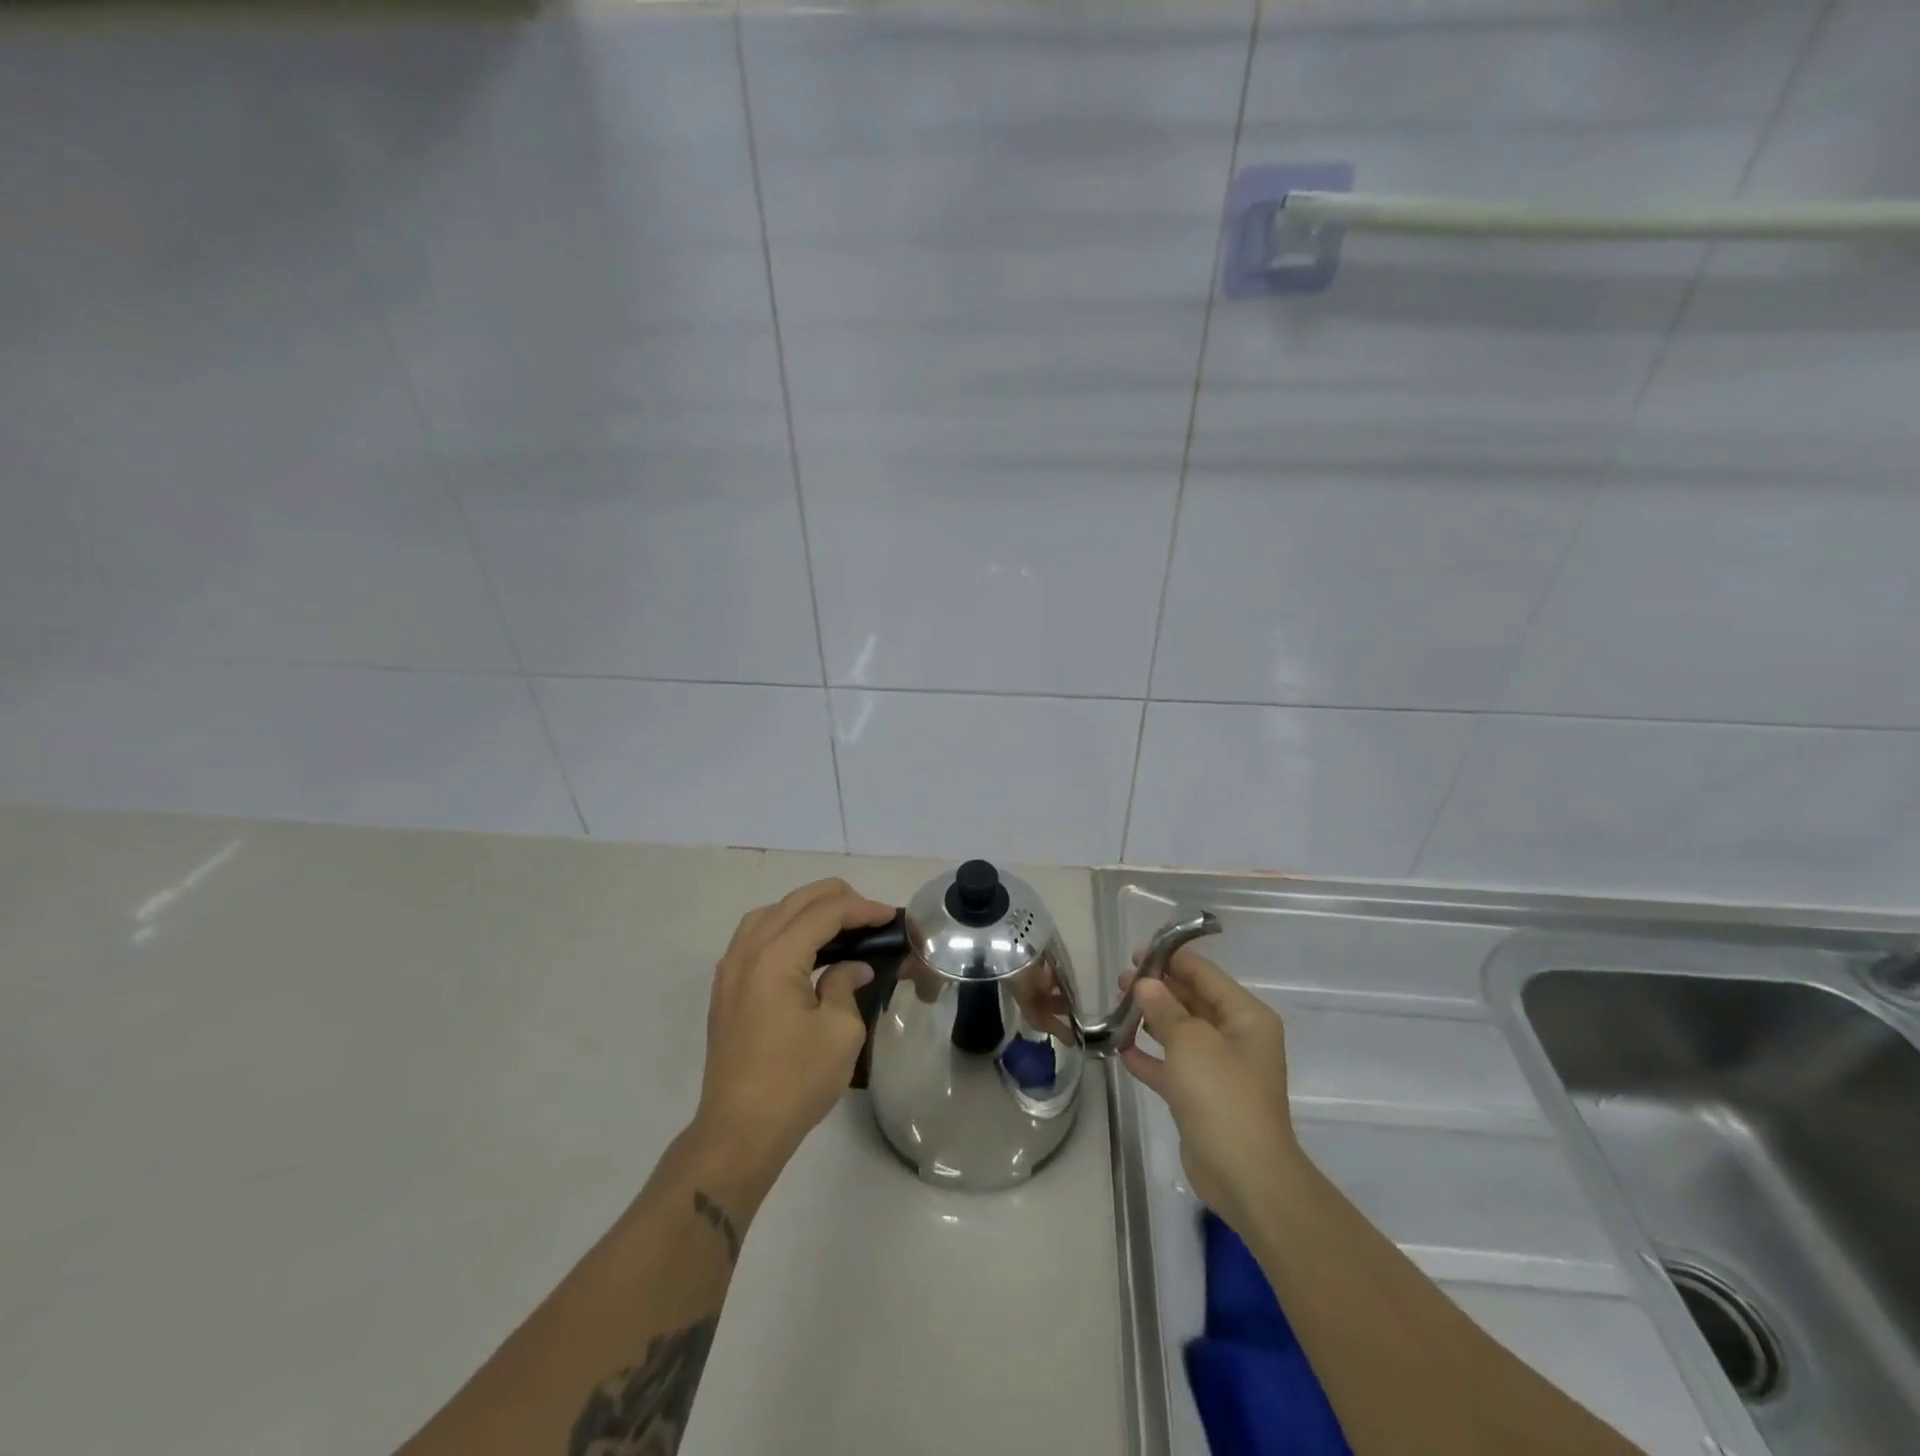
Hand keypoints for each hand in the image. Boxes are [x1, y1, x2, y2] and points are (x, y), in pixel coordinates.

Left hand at [695, 878, 895, 1170]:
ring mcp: (730, 969)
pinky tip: (803, 946)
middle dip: (836, 899)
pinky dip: (782, 927)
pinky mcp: (725, 988)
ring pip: (769, 914)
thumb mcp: (840, 1031)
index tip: (890, 917)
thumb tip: (853, 967)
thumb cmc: (796, 1081)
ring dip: (805, 910)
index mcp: (776, 958)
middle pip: (794, 903)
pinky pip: (753, 936)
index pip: (824, 913)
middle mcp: (748, 952)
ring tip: (838, 923)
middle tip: (870, 915)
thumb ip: (846, 985)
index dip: (862, 909)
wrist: (739, 1131)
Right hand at [1119, 949, 1302, 1231]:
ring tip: (1117, 1007)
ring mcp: (1220, 1070)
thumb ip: (1165, 1007)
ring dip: (1150, 1020)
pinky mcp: (1202, 1098)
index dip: (1172, 959)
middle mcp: (1236, 1038)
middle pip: (1192, 1001)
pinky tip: (1122, 1048)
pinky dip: (1150, 1057)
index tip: (1136, 953)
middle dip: (1158, 989)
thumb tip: (1145, 984)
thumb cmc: (1222, 1094)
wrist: (1245, 1175)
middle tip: (1120, 980)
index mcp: (1245, 1017)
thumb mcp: (1190, 1041)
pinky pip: (1172, 1067)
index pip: (1205, 975)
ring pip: (1180, 1033)